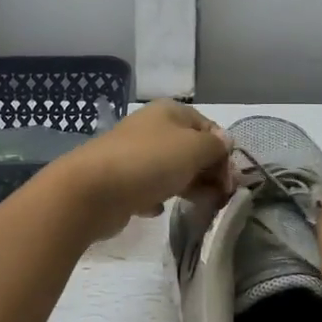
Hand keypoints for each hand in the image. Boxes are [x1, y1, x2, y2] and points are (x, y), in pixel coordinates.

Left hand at [51, 101, 232, 239]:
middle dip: (208, 172)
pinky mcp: (121, 181)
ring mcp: (134, 154)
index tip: (230, 183)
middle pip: (191, 149)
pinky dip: (157, 198)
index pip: (209, 127)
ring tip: (198, 206)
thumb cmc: (149, 162)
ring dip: (187, 186)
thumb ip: (215, 146)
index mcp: (170, 111)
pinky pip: (148, 188)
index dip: (224, 153)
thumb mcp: (194, 148)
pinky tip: (157, 209)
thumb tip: (224, 143)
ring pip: (171, 169)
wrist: (92, 191)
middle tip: (218, 198)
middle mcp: (151, 128)